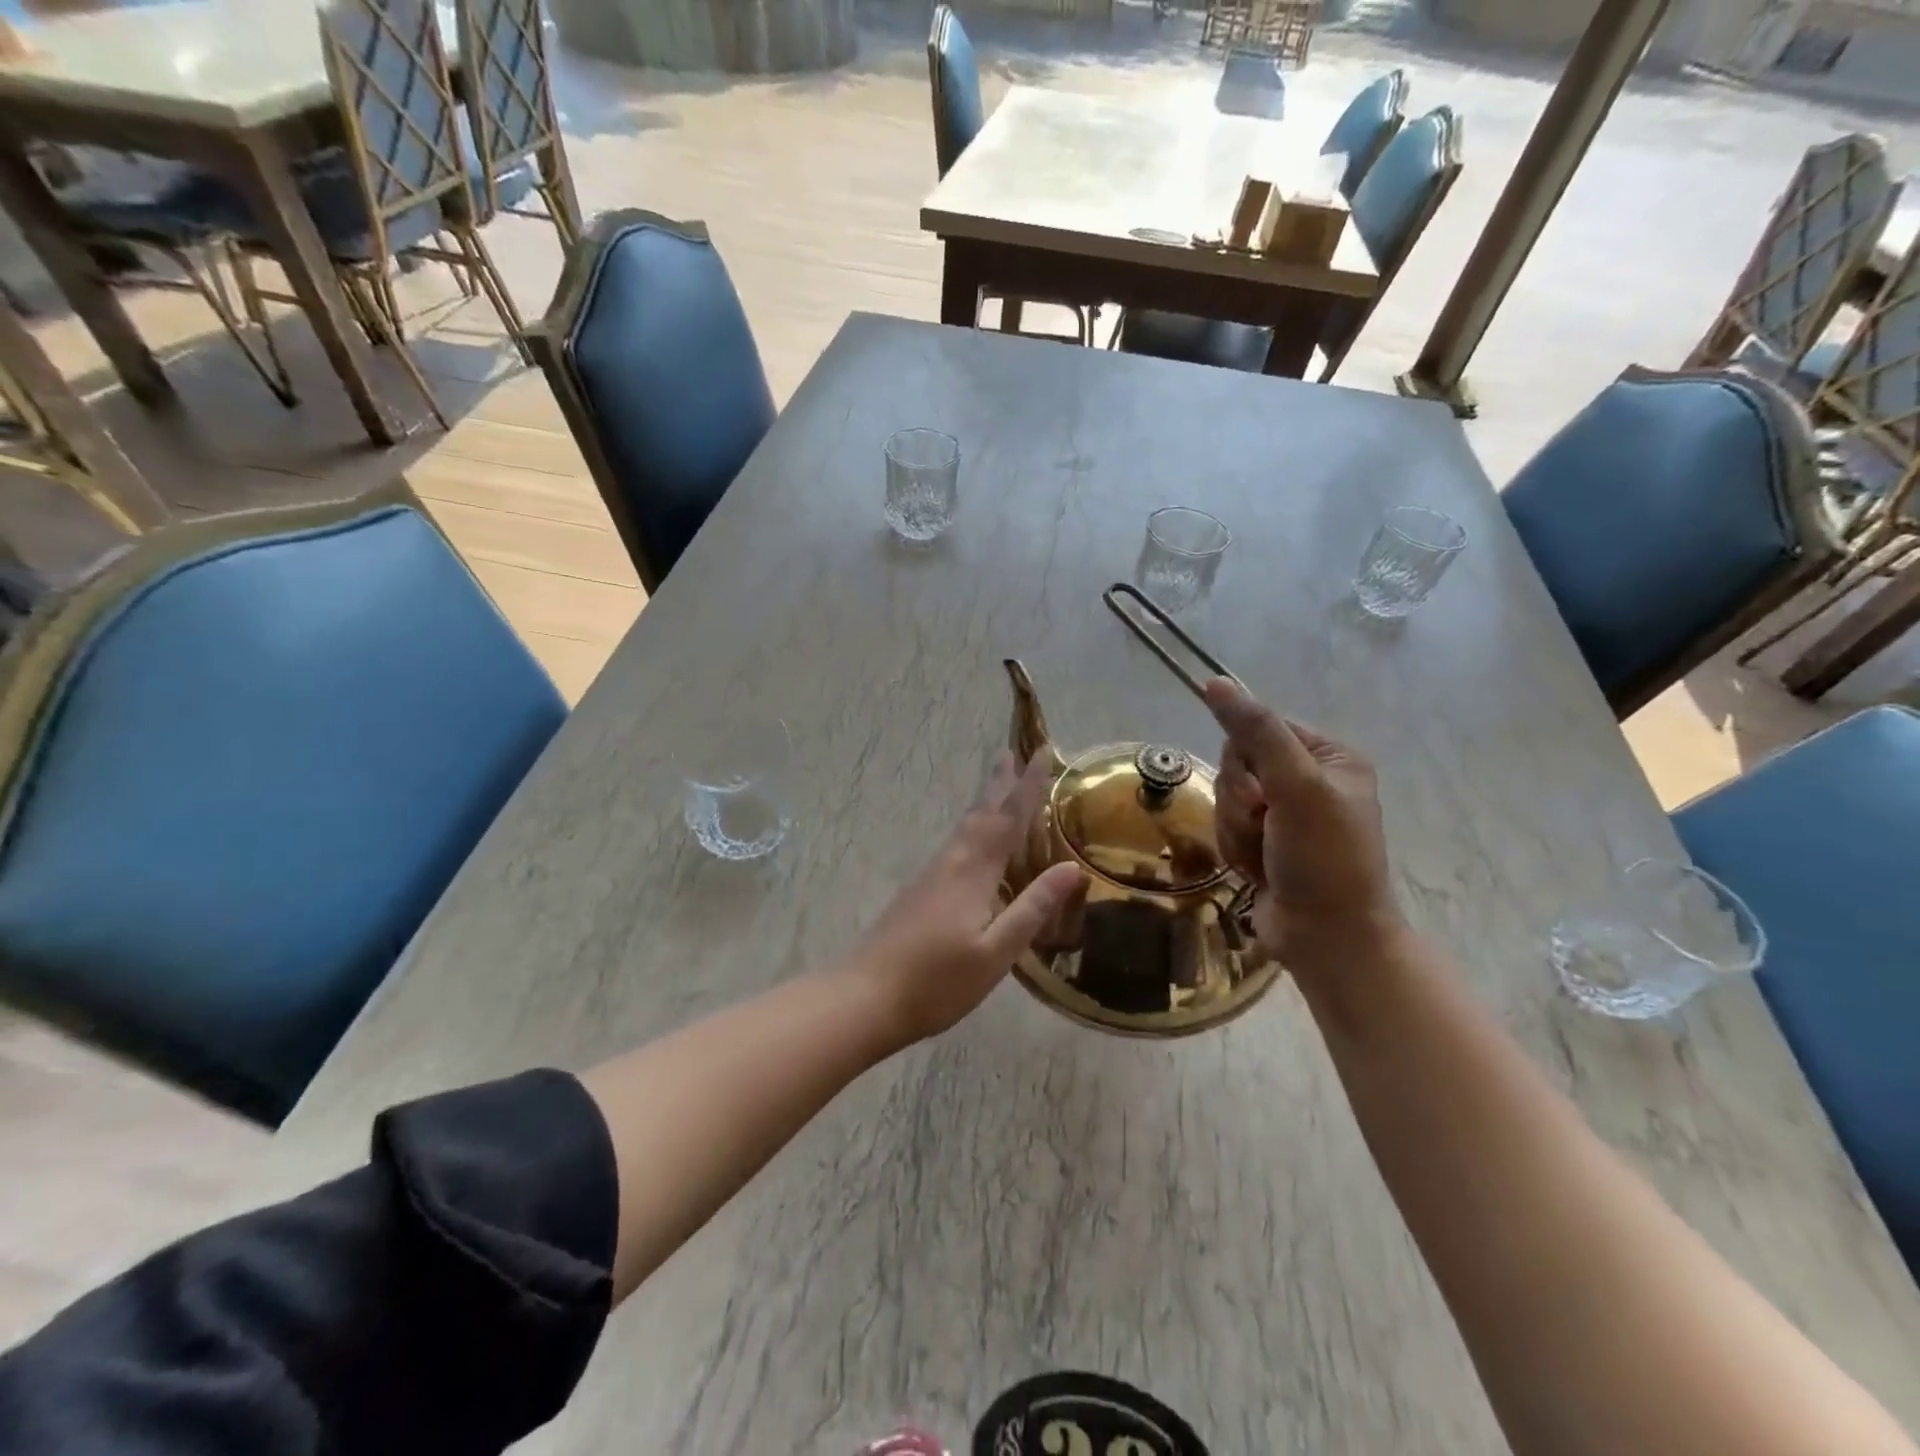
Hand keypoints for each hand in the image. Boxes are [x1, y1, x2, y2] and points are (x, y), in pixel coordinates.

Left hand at [848, 751, 1084, 1044]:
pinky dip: (973, 829)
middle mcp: (951, 863)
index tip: (1041, 754)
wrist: (866, 996)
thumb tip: (1071, 867)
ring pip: (965, 828)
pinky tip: (975, 844)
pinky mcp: (919, 891)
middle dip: (999, 783)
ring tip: (999, 787)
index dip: (1027, 786)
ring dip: (985, 804)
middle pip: (981, 813)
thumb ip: (1032, 908)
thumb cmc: (938, 981)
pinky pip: (956, 845)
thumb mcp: (996, 952)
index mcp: (973, 872)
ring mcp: (931, 876)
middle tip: (1011, 753)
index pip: (1008, 819)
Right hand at [1204, 678, 1404, 977]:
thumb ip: (1256, 733)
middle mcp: (1309, 781)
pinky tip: (1256, 871)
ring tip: (1263, 856)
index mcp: (1330, 758)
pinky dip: (1235, 849)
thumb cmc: (1324, 859)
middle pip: (1238, 765)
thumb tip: (1216, 682)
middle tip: (1264, 826)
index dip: (1247, 761)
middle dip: (1240, 801)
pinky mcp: (1266, 844)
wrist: (1327, 939)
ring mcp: (1286, 815)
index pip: (1260, 729)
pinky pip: (1227, 827)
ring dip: (1235, 830)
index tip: (1261, 793)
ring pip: (1227, 799)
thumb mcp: (1295, 787)